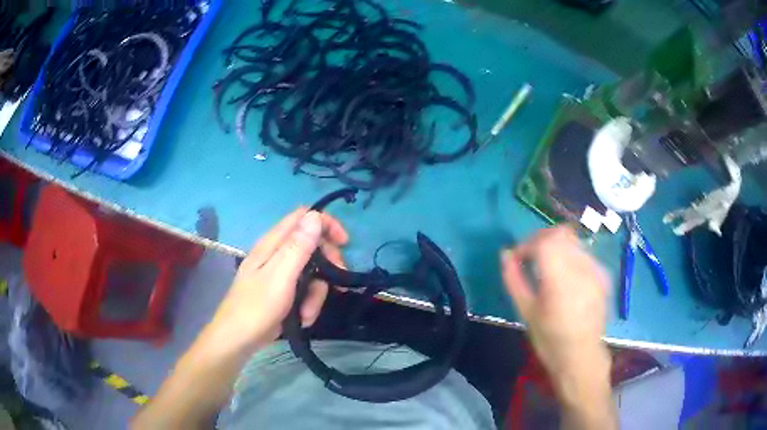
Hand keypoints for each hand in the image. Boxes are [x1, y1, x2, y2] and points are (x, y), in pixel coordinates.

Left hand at [203, 207, 347, 355]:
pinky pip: (304, 290)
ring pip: (311, 272)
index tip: (344, 244)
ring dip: (316, 293)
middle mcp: (276, 254)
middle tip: (337, 281)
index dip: (325, 224)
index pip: (303, 217)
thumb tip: (314, 215)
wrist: (237, 340)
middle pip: (312, 246)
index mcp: (272, 243)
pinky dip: (307, 304)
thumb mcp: (280, 276)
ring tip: (307, 313)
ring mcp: (279, 274)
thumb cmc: (257, 307)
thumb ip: (298, 246)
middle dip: (327, 265)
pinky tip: (302, 318)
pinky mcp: (281, 291)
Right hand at [501, 226, 612, 418]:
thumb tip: (505, 254)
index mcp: (561, 279)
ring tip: (547, 266)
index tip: (518, 258)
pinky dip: (570, 256)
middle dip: (541, 239)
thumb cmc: (549, 339)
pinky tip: (565, 276)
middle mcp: (582, 268)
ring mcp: (596, 270)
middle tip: (530, 257)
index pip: (545, 241)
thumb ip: (514, 279)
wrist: (581, 356)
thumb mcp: (526, 311)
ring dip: (556, 246)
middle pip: (561, 233)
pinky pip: (584, 254)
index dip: (528, 243)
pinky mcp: (603, 275)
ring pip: (573, 241)